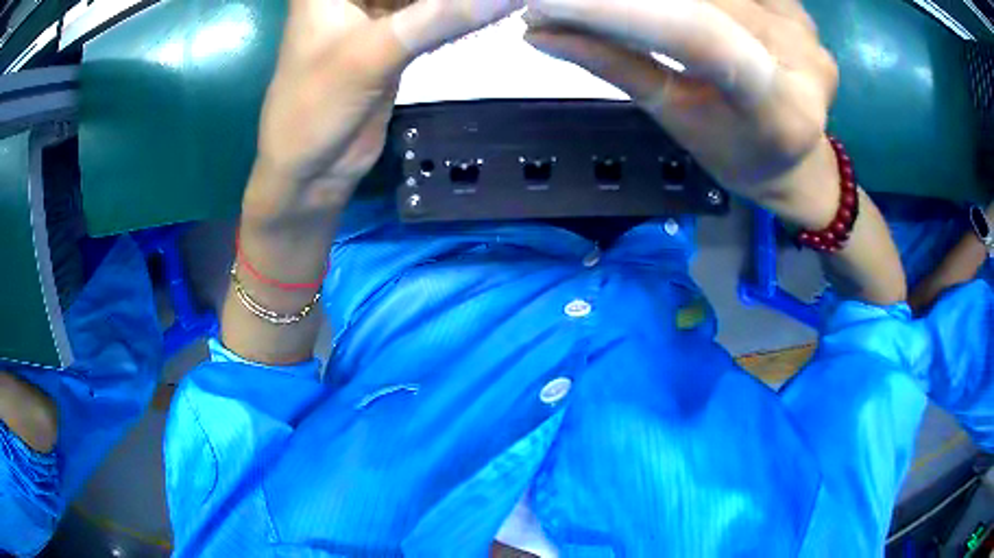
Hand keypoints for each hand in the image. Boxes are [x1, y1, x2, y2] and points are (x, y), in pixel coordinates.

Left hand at [244, 0, 523, 228]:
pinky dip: (458, 13)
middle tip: (495, 1)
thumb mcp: (372, 54)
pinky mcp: (393, 38)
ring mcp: (372, 14)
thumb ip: (439, 17)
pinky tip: (489, 11)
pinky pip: (432, 14)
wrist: (312, 170)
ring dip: (457, 2)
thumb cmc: (316, 108)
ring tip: (500, 3)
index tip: (452, 2)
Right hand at [524, 0, 840, 227]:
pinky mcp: (795, 3)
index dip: (622, 11)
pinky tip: (669, 6)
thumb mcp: (676, 118)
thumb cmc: (737, 152)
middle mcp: (801, 55)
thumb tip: (540, 32)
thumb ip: (617, 68)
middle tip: (560, 3)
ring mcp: (803, 22)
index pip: (698, 38)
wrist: (797, 154)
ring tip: (609, 6)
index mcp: (778, 109)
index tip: (546, 2)